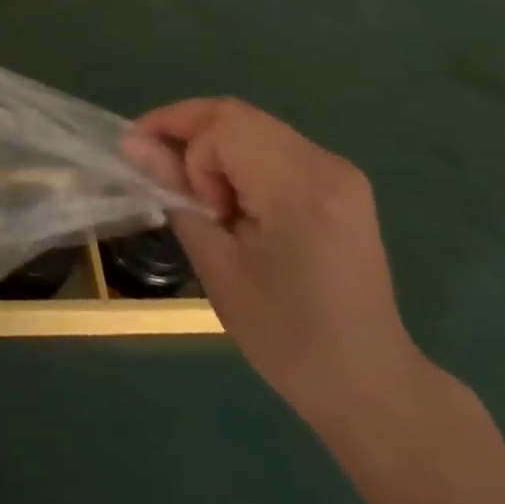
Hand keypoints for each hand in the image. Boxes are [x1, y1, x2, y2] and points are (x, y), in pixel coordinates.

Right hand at [124, 99, 425, 424]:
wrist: (372, 388)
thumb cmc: (289, 341)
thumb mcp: (219, 269)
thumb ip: (176, 196)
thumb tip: (132, 145)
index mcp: (300, 189)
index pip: (222, 126)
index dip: (176, 136)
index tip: (153, 175)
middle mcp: (324, 164)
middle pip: (237, 115)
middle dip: (187, 132)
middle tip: (158, 167)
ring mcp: (337, 170)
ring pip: (252, 125)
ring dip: (212, 147)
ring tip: (198, 196)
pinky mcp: (339, 181)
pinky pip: (272, 144)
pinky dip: (238, 158)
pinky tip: (229, 198)